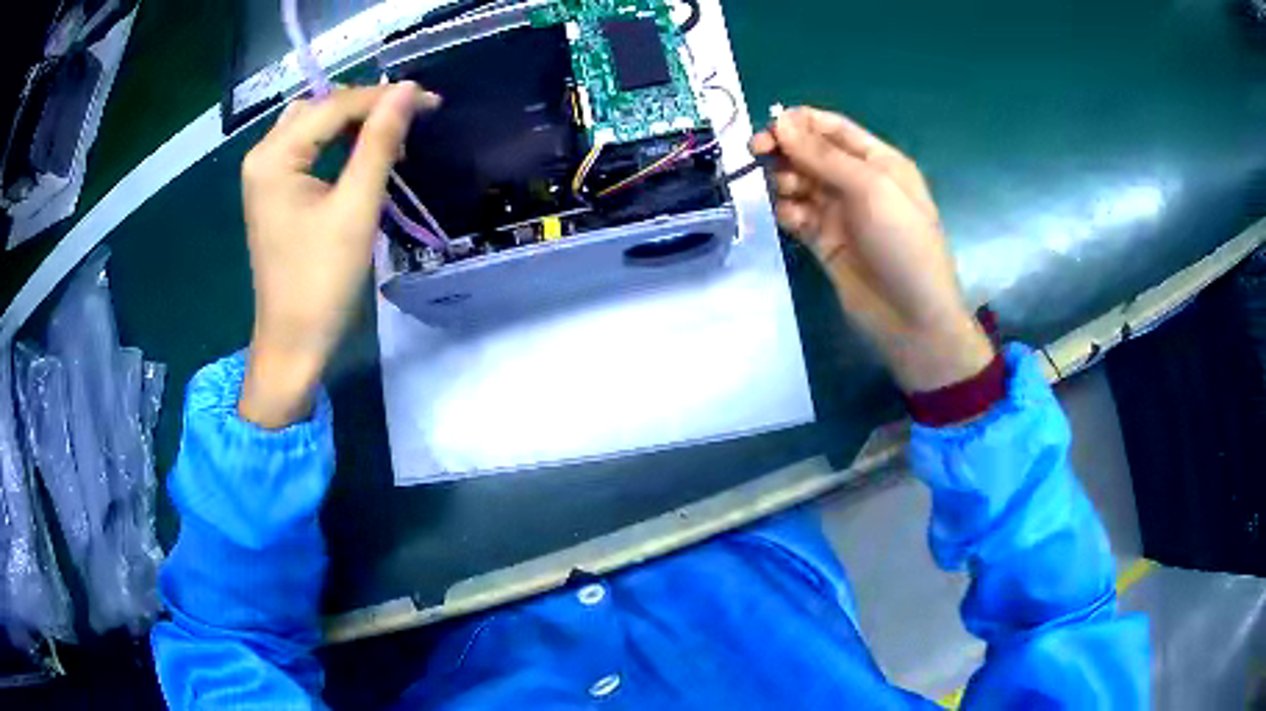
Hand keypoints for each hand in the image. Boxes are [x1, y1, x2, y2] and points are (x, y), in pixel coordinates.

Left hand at [238, 83, 438, 427]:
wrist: (293, 344)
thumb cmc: (321, 282)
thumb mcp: (355, 209)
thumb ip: (379, 143)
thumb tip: (407, 91)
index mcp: (273, 157)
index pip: (334, 106)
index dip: (383, 99)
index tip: (431, 102)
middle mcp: (263, 157)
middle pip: (320, 108)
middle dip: (367, 106)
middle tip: (413, 118)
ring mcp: (265, 175)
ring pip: (313, 125)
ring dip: (352, 123)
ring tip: (392, 133)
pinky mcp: (274, 193)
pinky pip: (307, 149)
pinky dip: (337, 143)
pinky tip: (363, 153)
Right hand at [751, 107, 993, 392]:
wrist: (912, 319)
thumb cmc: (904, 244)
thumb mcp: (872, 189)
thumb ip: (824, 156)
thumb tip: (781, 122)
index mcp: (878, 161)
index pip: (832, 128)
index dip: (799, 122)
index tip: (768, 128)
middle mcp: (857, 181)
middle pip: (810, 152)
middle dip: (784, 150)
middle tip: (757, 153)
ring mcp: (840, 212)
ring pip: (800, 182)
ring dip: (785, 181)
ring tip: (785, 194)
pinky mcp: (824, 241)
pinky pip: (797, 215)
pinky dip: (788, 212)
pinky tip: (791, 220)